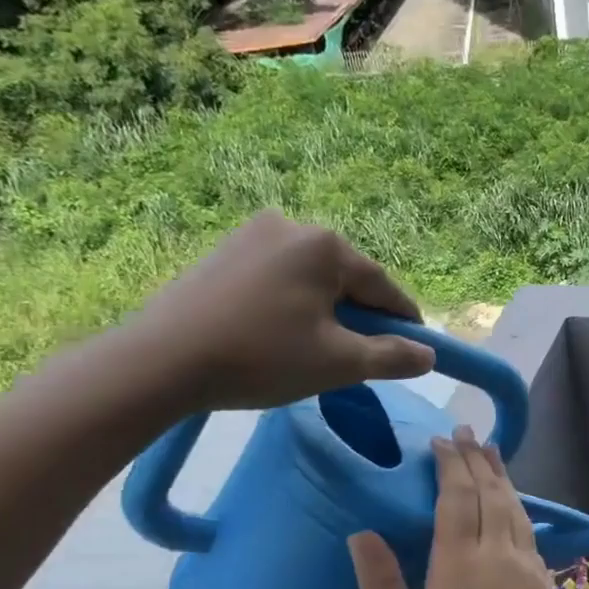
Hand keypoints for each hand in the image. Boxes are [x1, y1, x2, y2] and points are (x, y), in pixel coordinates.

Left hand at [118, 211, 435, 411]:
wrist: (160, 362)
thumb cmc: (262, 358)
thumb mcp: (339, 363)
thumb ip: (391, 357)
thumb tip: (428, 355)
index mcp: (324, 245)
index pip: (382, 286)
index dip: (404, 321)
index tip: (416, 348)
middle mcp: (291, 225)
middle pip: (346, 278)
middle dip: (359, 315)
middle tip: (359, 356)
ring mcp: (251, 234)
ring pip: (311, 278)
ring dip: (325, 310)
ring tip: (315, 349)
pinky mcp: (223, 251)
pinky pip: (278, 277)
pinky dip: (291, 303)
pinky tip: (279, 334)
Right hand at [348, 427, 583, 588]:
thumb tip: (361, 534)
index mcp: (460, 567)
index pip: (456, 499)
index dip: (450, 465)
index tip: (441, 440)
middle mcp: (499, 556)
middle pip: (489, 493)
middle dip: (476, 459)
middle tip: (465, 432)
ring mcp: (529, 568)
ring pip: (514, 507)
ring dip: (501, 475)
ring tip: (490, 451)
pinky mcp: (546, 583)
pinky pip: (528, 529)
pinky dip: (517, 504)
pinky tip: (512, 503)